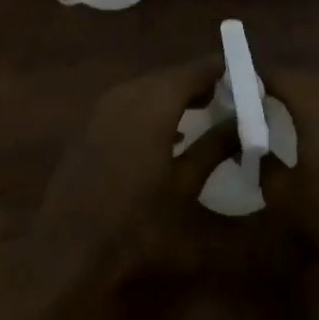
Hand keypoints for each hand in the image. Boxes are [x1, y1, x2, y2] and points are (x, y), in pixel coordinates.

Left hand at [24, 56, 235, 275]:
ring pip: (148, 88)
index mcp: (152, 102)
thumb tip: (243, 123)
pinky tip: (171, 132)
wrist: (69, 248)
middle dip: (201, 83)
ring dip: (177, 96)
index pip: (194, 70)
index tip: (249, 80)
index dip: (222, 71)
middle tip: (233, 97)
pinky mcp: (90, 125)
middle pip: (170, 76)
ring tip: (209, 112)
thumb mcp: (186, 188)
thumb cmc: (136, 223)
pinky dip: (154, 108)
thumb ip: (215, 149)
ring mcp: (103, 108)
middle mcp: (126, 93)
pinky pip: (130, 103)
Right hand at [259, 68, 318, 293]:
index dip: (250, 82)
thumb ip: (260, 164)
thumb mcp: (284, 195)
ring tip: (279, 122)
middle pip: (300, 80)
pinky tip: (313, 138)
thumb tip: (247, 148)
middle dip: (275, 90)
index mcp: (313, 101)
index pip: (274, 76)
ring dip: (301, 102)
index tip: (231, 96)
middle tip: (253, 109)